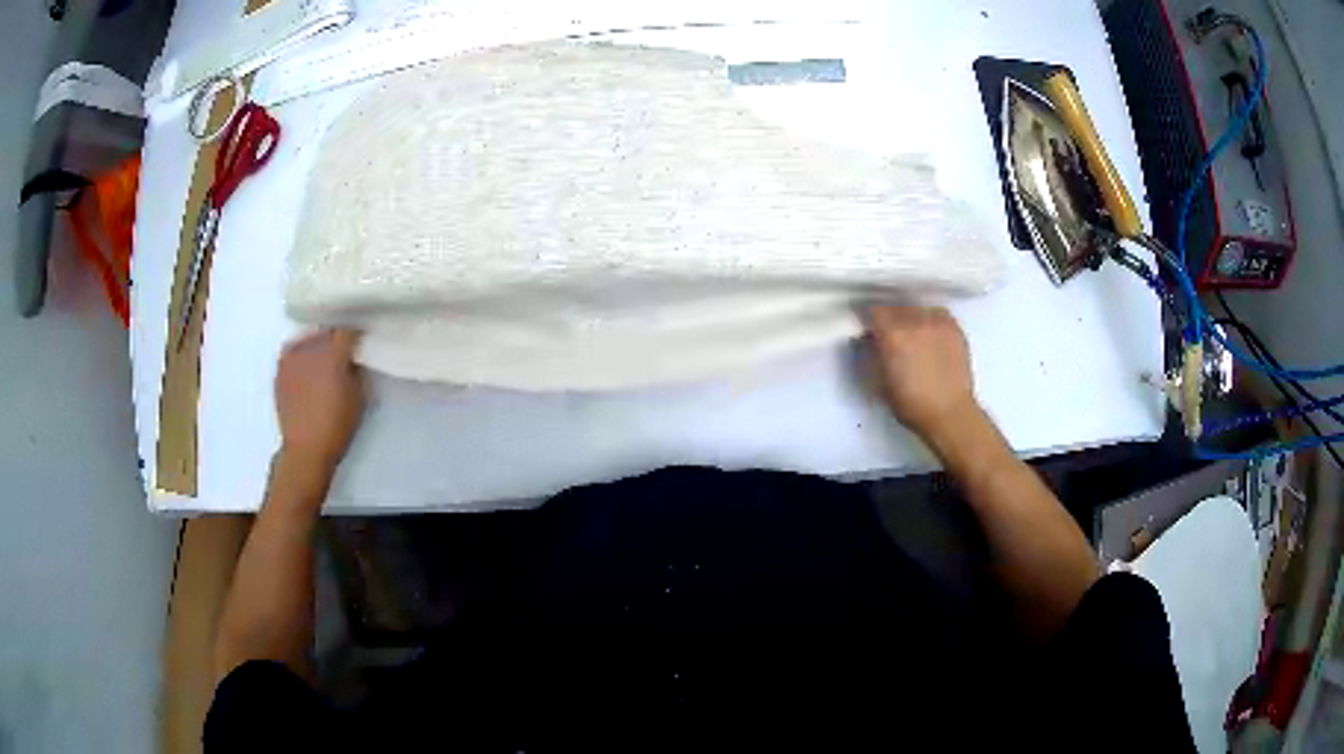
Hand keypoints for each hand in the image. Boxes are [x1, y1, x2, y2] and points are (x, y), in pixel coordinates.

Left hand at [274, 329, 364, 479]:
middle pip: (327, 333)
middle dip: (336, 341)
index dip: (356, 336)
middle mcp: (311, 349)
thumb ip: (356, 371)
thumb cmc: (337, 426)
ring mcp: (292, 358)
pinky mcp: (280, 369)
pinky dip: (301, 355)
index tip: (360, 344)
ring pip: (308, 339)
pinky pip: (292, 352)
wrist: (305, 449)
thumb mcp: (359, 397)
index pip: (348, 331)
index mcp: (334, 354)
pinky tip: (306, 369)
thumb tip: (352, 359)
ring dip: (317, 346)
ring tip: (322, 361)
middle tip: (342, 355)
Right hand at [869, 305, 978, 439]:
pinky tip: (930, 335)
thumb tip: (867, 338)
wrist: (950, 413)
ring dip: (910, 317)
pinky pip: (936, 314)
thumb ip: (870, 353)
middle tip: (889, 334)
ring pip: (916, 309)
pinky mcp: (954, 327)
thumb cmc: (910, 404)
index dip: (868, 319)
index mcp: (892, 334)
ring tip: (912, 334)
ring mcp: (937, 321)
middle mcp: (915, 320)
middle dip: (889, 318)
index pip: (874, 310)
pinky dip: (929, 320)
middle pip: (895, 307)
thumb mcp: (878, 381)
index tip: (868, 329)